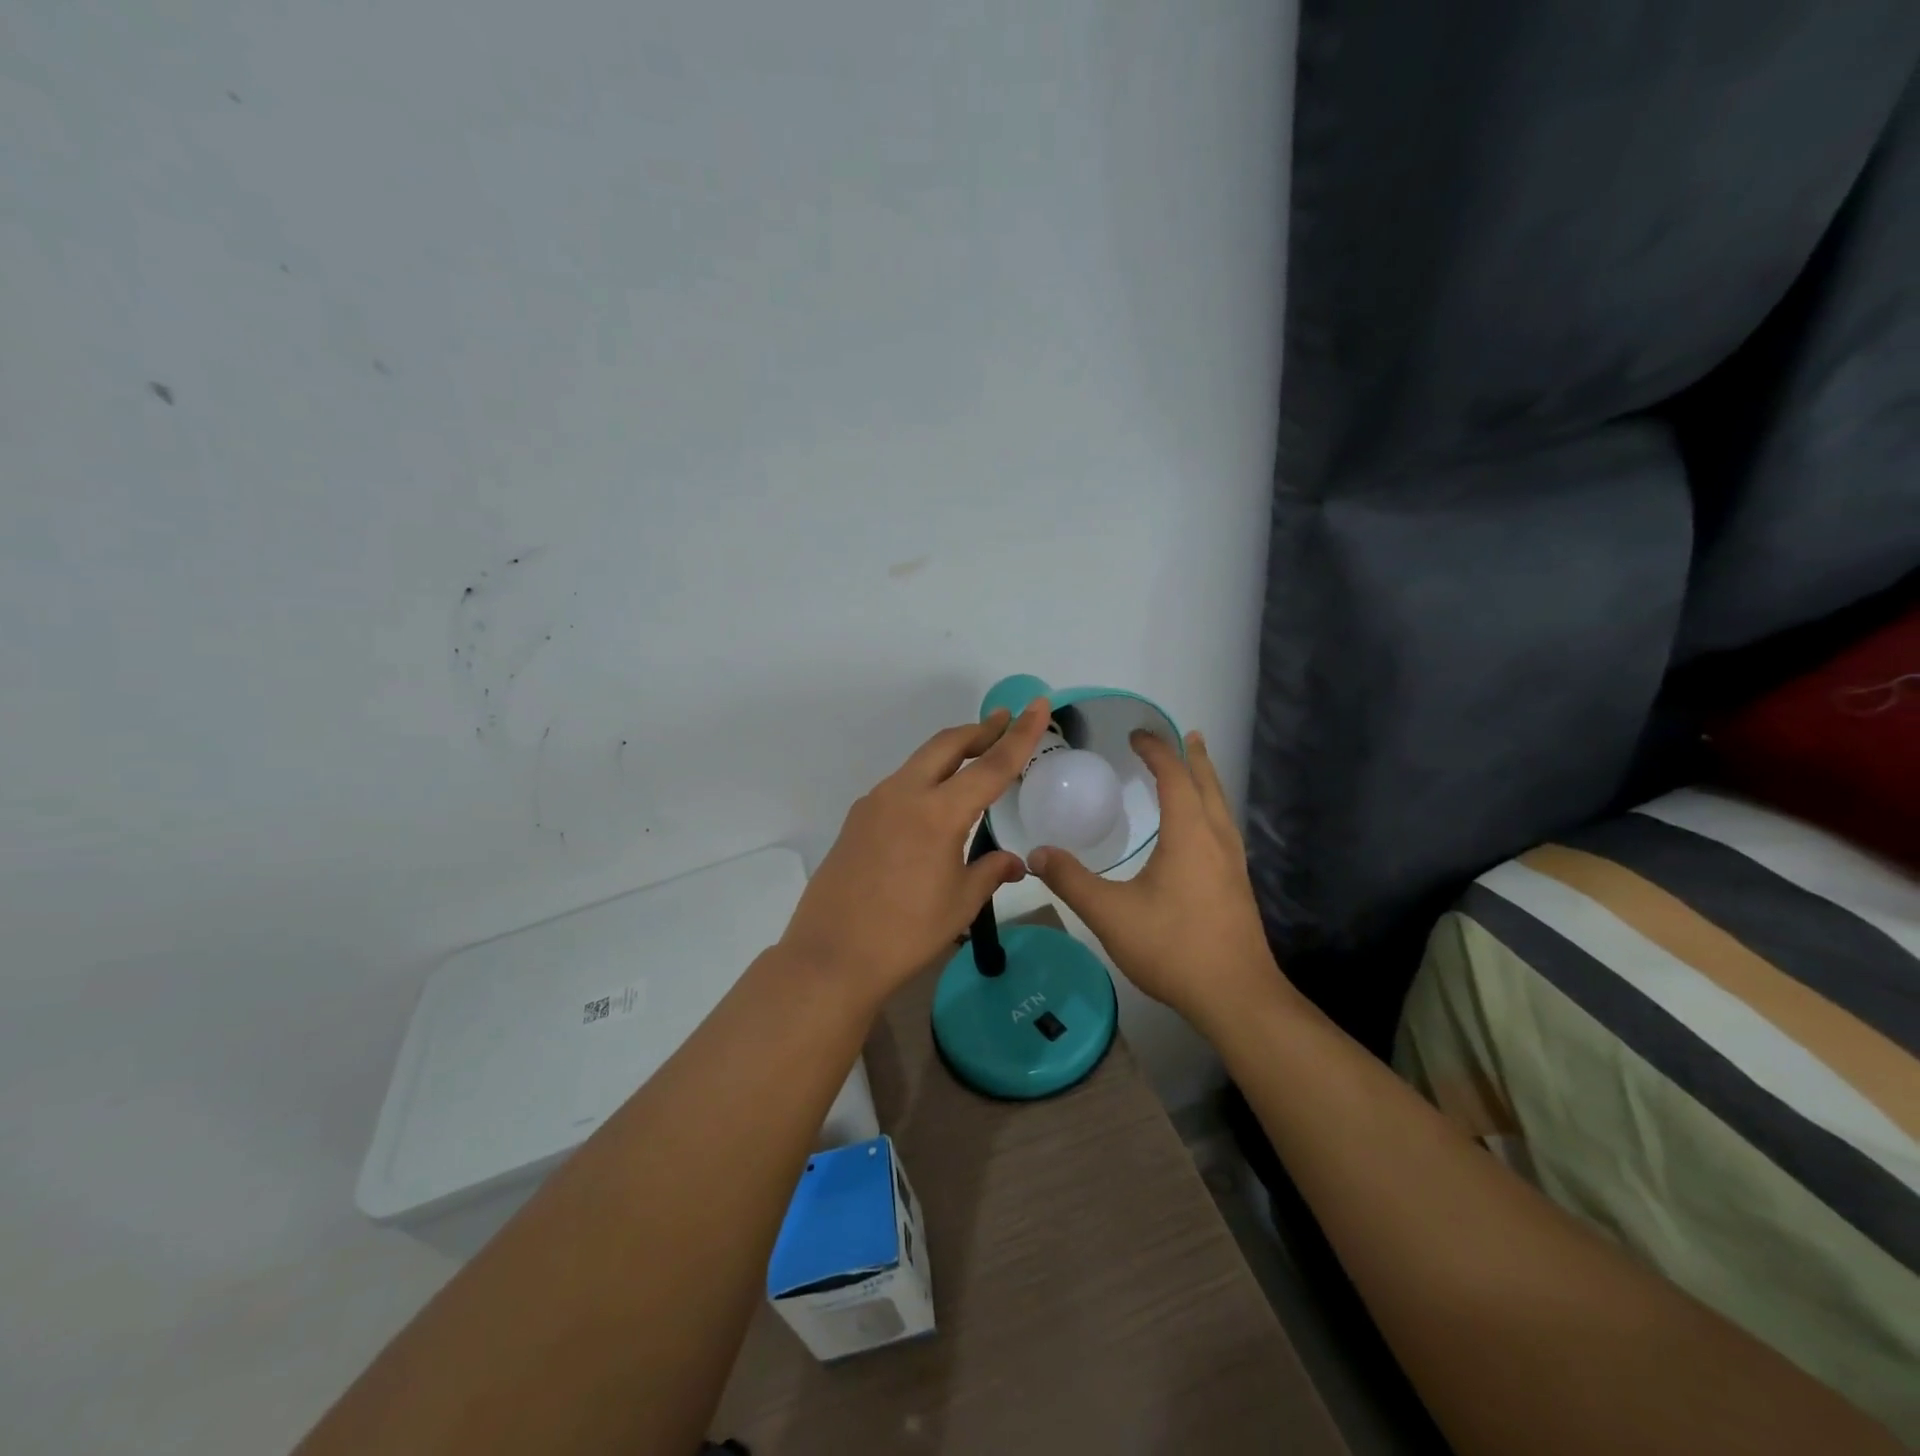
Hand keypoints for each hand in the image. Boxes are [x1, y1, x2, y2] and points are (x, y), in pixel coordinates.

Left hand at [780, 700, 1050, 1007]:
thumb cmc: (906, 933)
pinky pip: (899, 784)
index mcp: (938, 813)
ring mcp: (875, 803)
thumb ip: (990, 872)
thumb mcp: (960, 904)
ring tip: (974, 758)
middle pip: (947, 745)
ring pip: (920, 761)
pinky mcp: (857, 819)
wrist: (831, 956)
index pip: (991, 765)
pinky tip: (934, 801)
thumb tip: (1014, 862)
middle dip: (980, 730)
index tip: (1037, 705)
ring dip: (950, 753)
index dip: (1020, 735)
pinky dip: (926, 777)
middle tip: (1004, 722)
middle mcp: (904, 794)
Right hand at [1027, 730, 1286, 1028]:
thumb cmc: (1173, 947)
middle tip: (1183, 734)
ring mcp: (1233, 863)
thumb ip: (1071, 881)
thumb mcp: (1110, 914)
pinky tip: (1200, 829)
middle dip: (1192, 756)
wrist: (1236, 996)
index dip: (1156, 750)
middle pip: (1207, 783)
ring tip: (1195, 768)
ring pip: (1221, 806)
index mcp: (1189, 833)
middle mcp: (1217, 838)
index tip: (1136, 734)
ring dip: (1206, 781)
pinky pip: (1223, 828)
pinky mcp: (1237, 885)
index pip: (1173, 776)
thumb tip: (1036, 853)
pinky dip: (1210, 808)